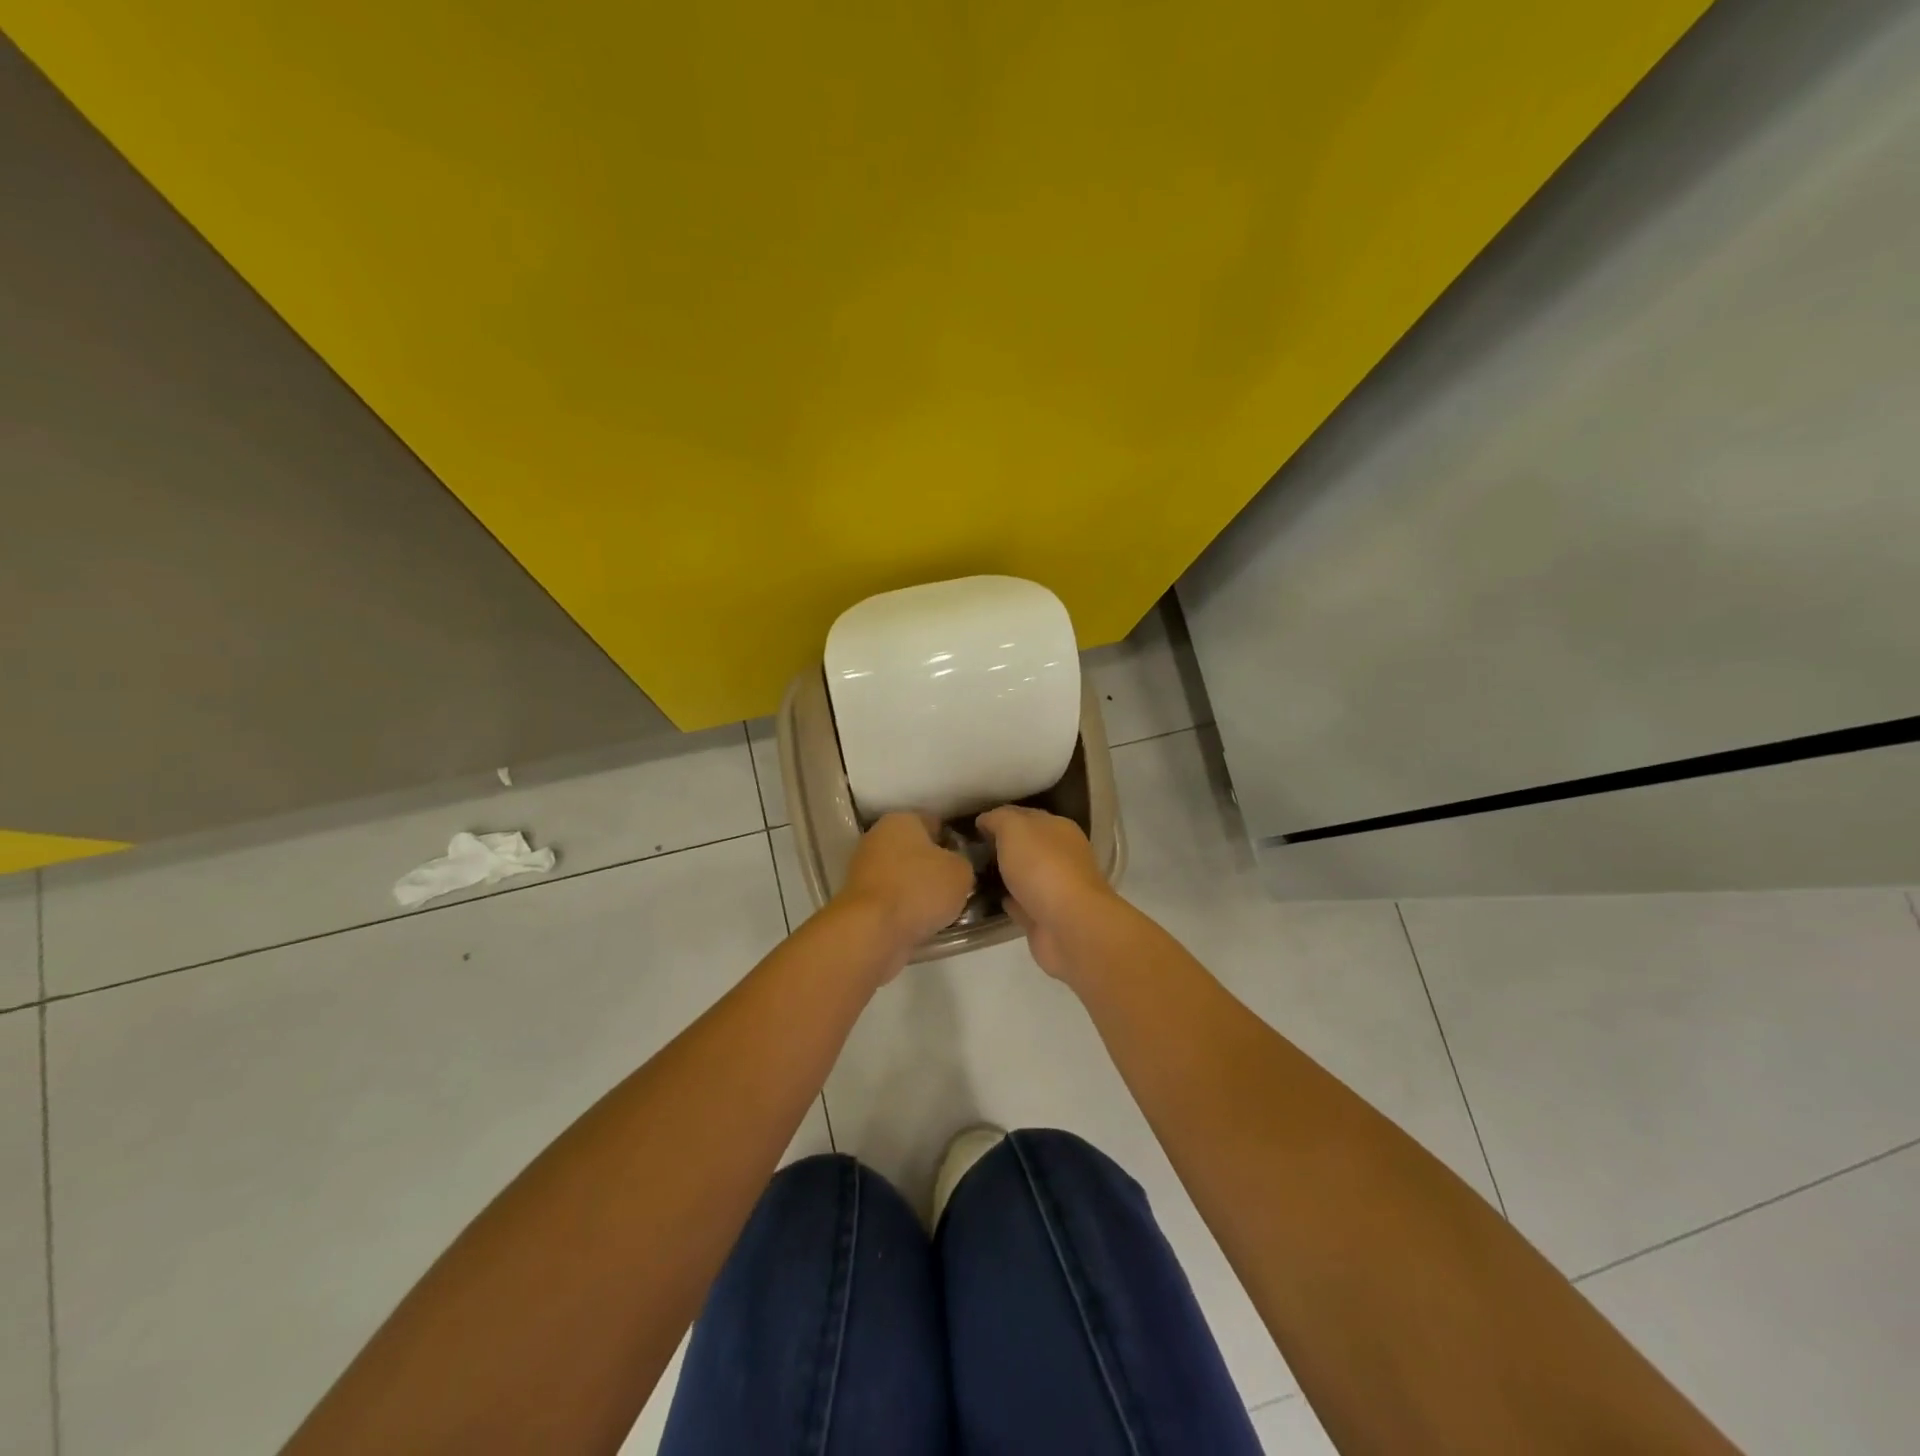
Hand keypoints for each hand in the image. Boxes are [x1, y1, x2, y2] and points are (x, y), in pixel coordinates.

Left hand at [835, 812, 974, 967]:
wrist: (872, 930)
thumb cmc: (919, 889)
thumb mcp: (961, 872)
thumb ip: (962, 862)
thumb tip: (954, 866)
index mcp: (902, 819)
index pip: (935, 823)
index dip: (953, 842)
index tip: (966, 862)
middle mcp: (877, 836)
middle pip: (915, 849)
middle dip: (933, 866)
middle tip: (955, 887)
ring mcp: (863, 867)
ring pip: (902, 875)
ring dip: (918, 888)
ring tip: (941, 909)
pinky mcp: (857, 897)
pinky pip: (891, 897)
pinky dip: (903, 907)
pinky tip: (920, 921)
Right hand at [976, 806, 1116, 978]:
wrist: (1068, 925)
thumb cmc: (1042, 866)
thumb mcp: (1014, 828)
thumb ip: (998, 819)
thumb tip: (985, 820)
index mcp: (1058, 829)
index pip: (1025, 816)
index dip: (1000, 818)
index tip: (973, 827)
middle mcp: (1060, 856)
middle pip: (1025, 847)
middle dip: (1000, 847)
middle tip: (967, 851)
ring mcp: (1054, 889)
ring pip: (1022, 876)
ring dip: (1002, 875)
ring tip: (970, 874)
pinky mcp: (1045, 917)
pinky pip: (1020, 903)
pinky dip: (1005, 900)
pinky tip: (984, 899)